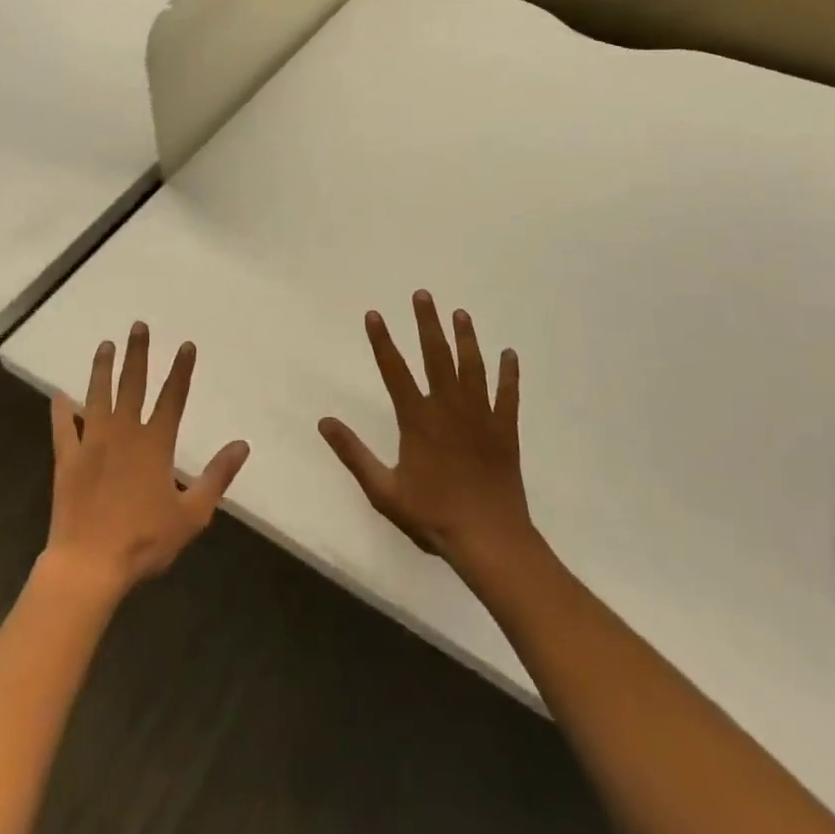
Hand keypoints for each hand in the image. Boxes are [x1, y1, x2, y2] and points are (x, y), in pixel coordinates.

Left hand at [44, 322, 249, 599]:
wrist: (89, 565)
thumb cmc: (144, 541)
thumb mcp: (192, 514)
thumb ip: (217, 477)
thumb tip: (242, 445)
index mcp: (155, 444)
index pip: (173, 398)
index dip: (181, 370)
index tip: (186, 345)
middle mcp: (123, 433)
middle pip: (133, 385)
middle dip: (138, 353)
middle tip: (138, 326)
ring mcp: (92, 443)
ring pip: (98, 396)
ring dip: (103, 369)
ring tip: (105, 345)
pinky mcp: (67, 460)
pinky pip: (63, 428)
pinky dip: (61, 410)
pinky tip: (59, 394)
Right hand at [318, 290, 532, 572]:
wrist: (489, 538)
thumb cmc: (433, 515)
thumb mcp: (383, 490)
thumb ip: (353, 453)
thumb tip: (324, 422)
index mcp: (418, 418)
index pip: (394, 370)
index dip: (382, 341)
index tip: (374, 314)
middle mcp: (448, 407)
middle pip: (437, 356)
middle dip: (428, 323)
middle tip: (423, 294)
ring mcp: (480, 415)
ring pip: (472, 367)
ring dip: (466, 338)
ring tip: (461, 313)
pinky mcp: (505, 429)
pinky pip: (508, 395)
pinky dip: (509, 374)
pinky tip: (510, 354)